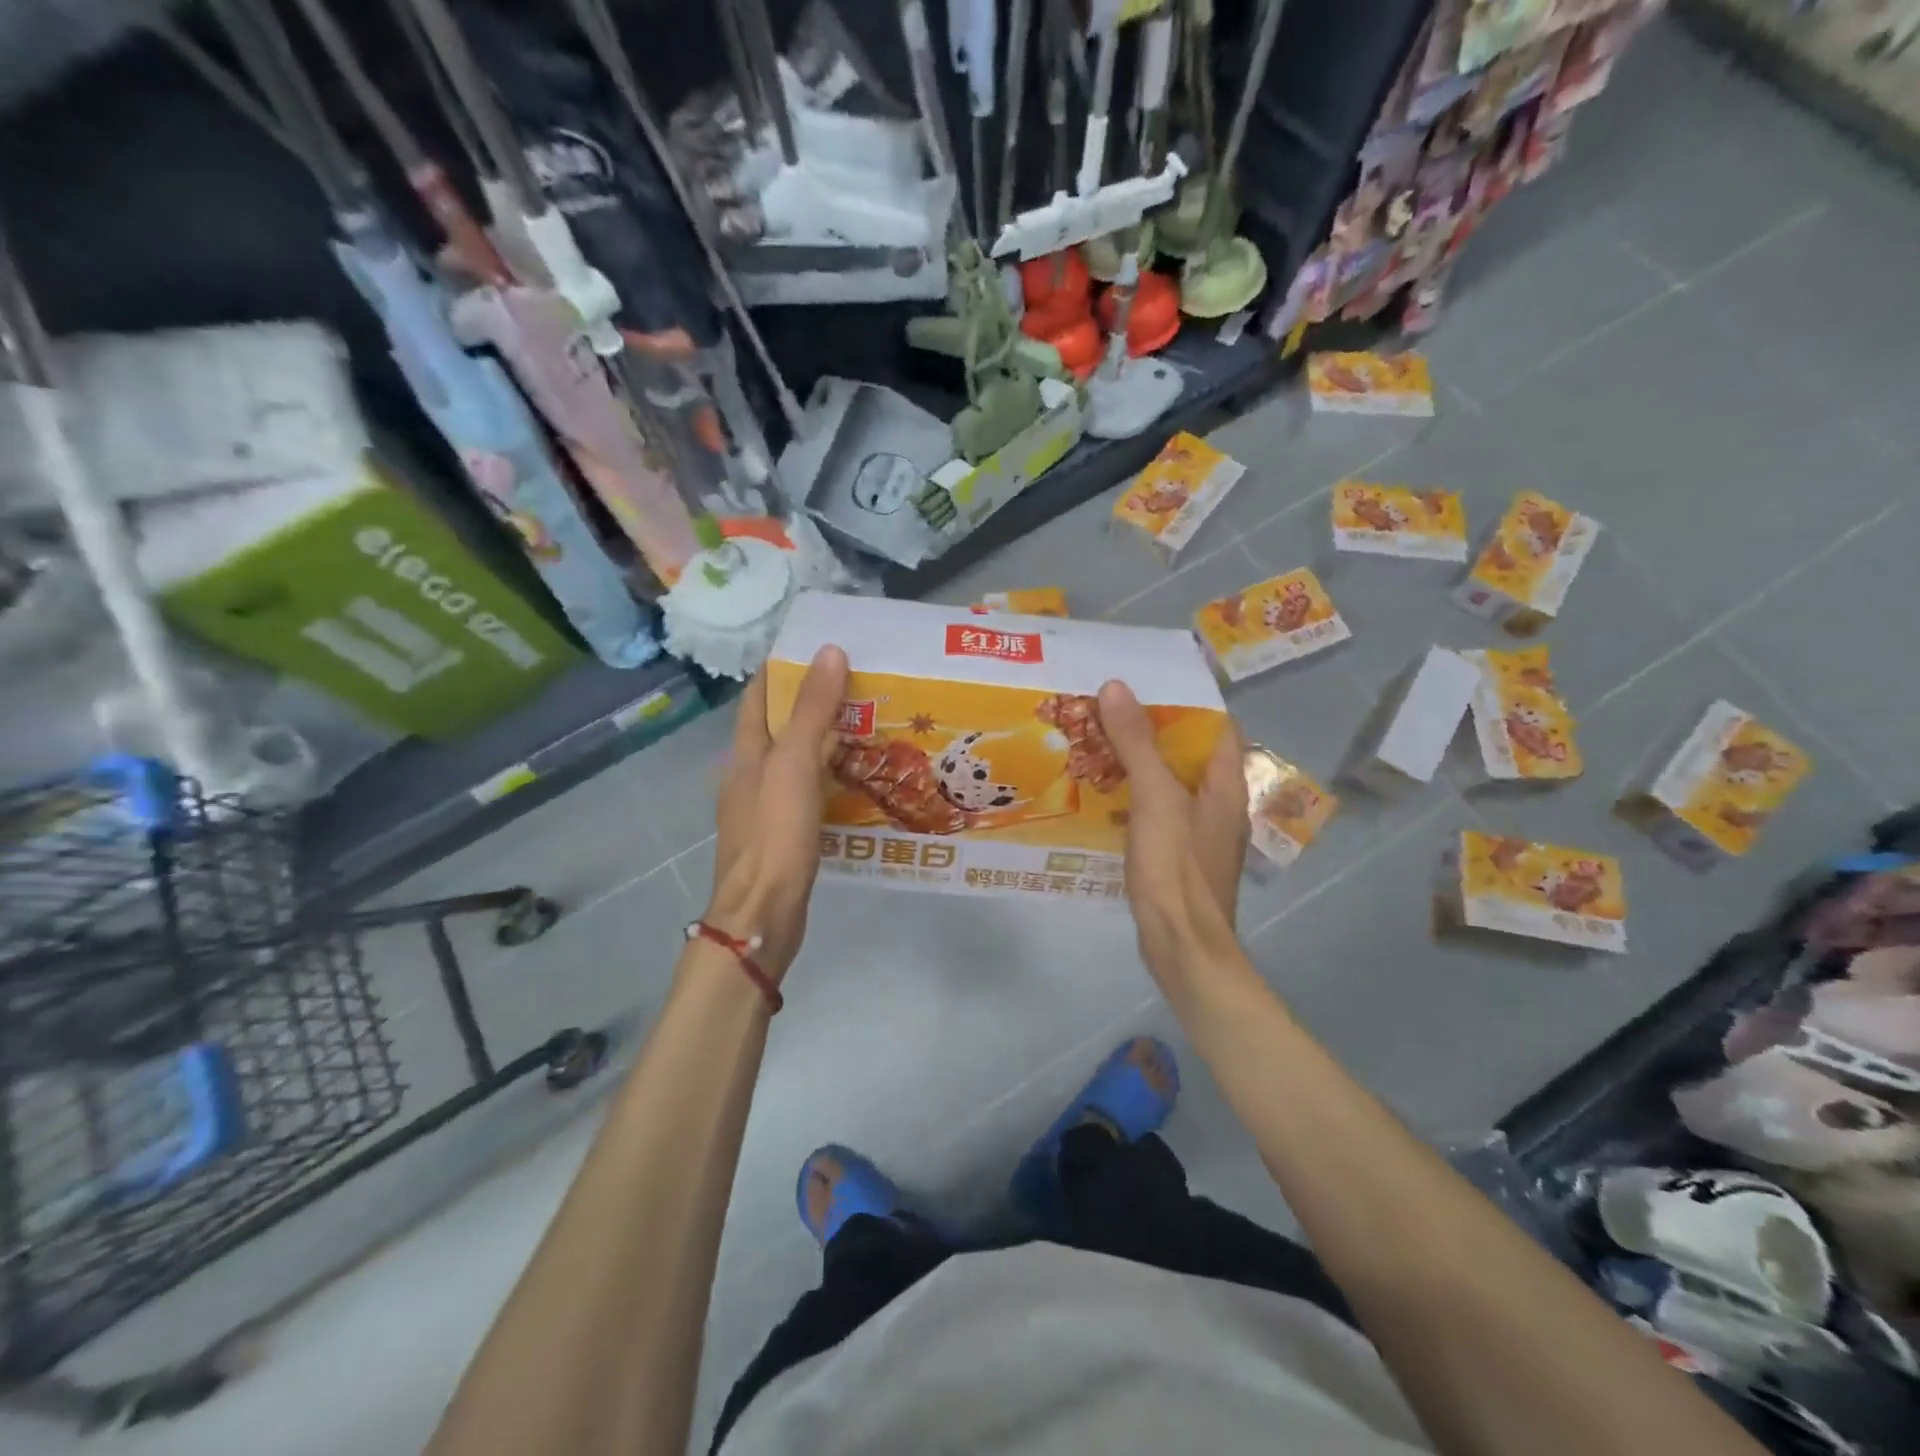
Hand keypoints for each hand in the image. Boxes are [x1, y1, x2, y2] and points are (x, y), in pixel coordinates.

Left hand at [705, 646, 848, 979]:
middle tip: (860, 685)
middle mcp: (750, 774)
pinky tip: (856, 779)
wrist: (762, 912)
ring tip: (867, 725)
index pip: (759, 696)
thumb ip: (812, 711)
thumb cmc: (775, 833)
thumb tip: (829, 651)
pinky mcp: (783, 832)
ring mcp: (764, 806)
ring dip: (824, 740)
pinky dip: (828, 776)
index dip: (783, 669)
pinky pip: (807, 791)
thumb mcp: (794, 765)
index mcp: (746, 752)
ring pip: (796, 760)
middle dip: (812, 702)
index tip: (819, 648)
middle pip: (779, 726)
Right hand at [1097, 680, 1248, 983]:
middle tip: (1108, 712)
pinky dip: (1135, 796)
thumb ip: (1138, 743)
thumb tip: (1117, 686)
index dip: (1185, 702)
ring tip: (1098, 744)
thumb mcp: (1155, 798)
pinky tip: (1104, 796)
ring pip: (1171, 782)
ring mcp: (1201, 832)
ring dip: (1141, 762)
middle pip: (1190, 753)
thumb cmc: (1176, 868)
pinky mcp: (1179, 855)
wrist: (1182, 947)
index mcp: (1226, 783)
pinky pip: (1159, 810)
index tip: (1144, 686)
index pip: (1216, 725)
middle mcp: (1220, 803)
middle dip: (1152, 730)